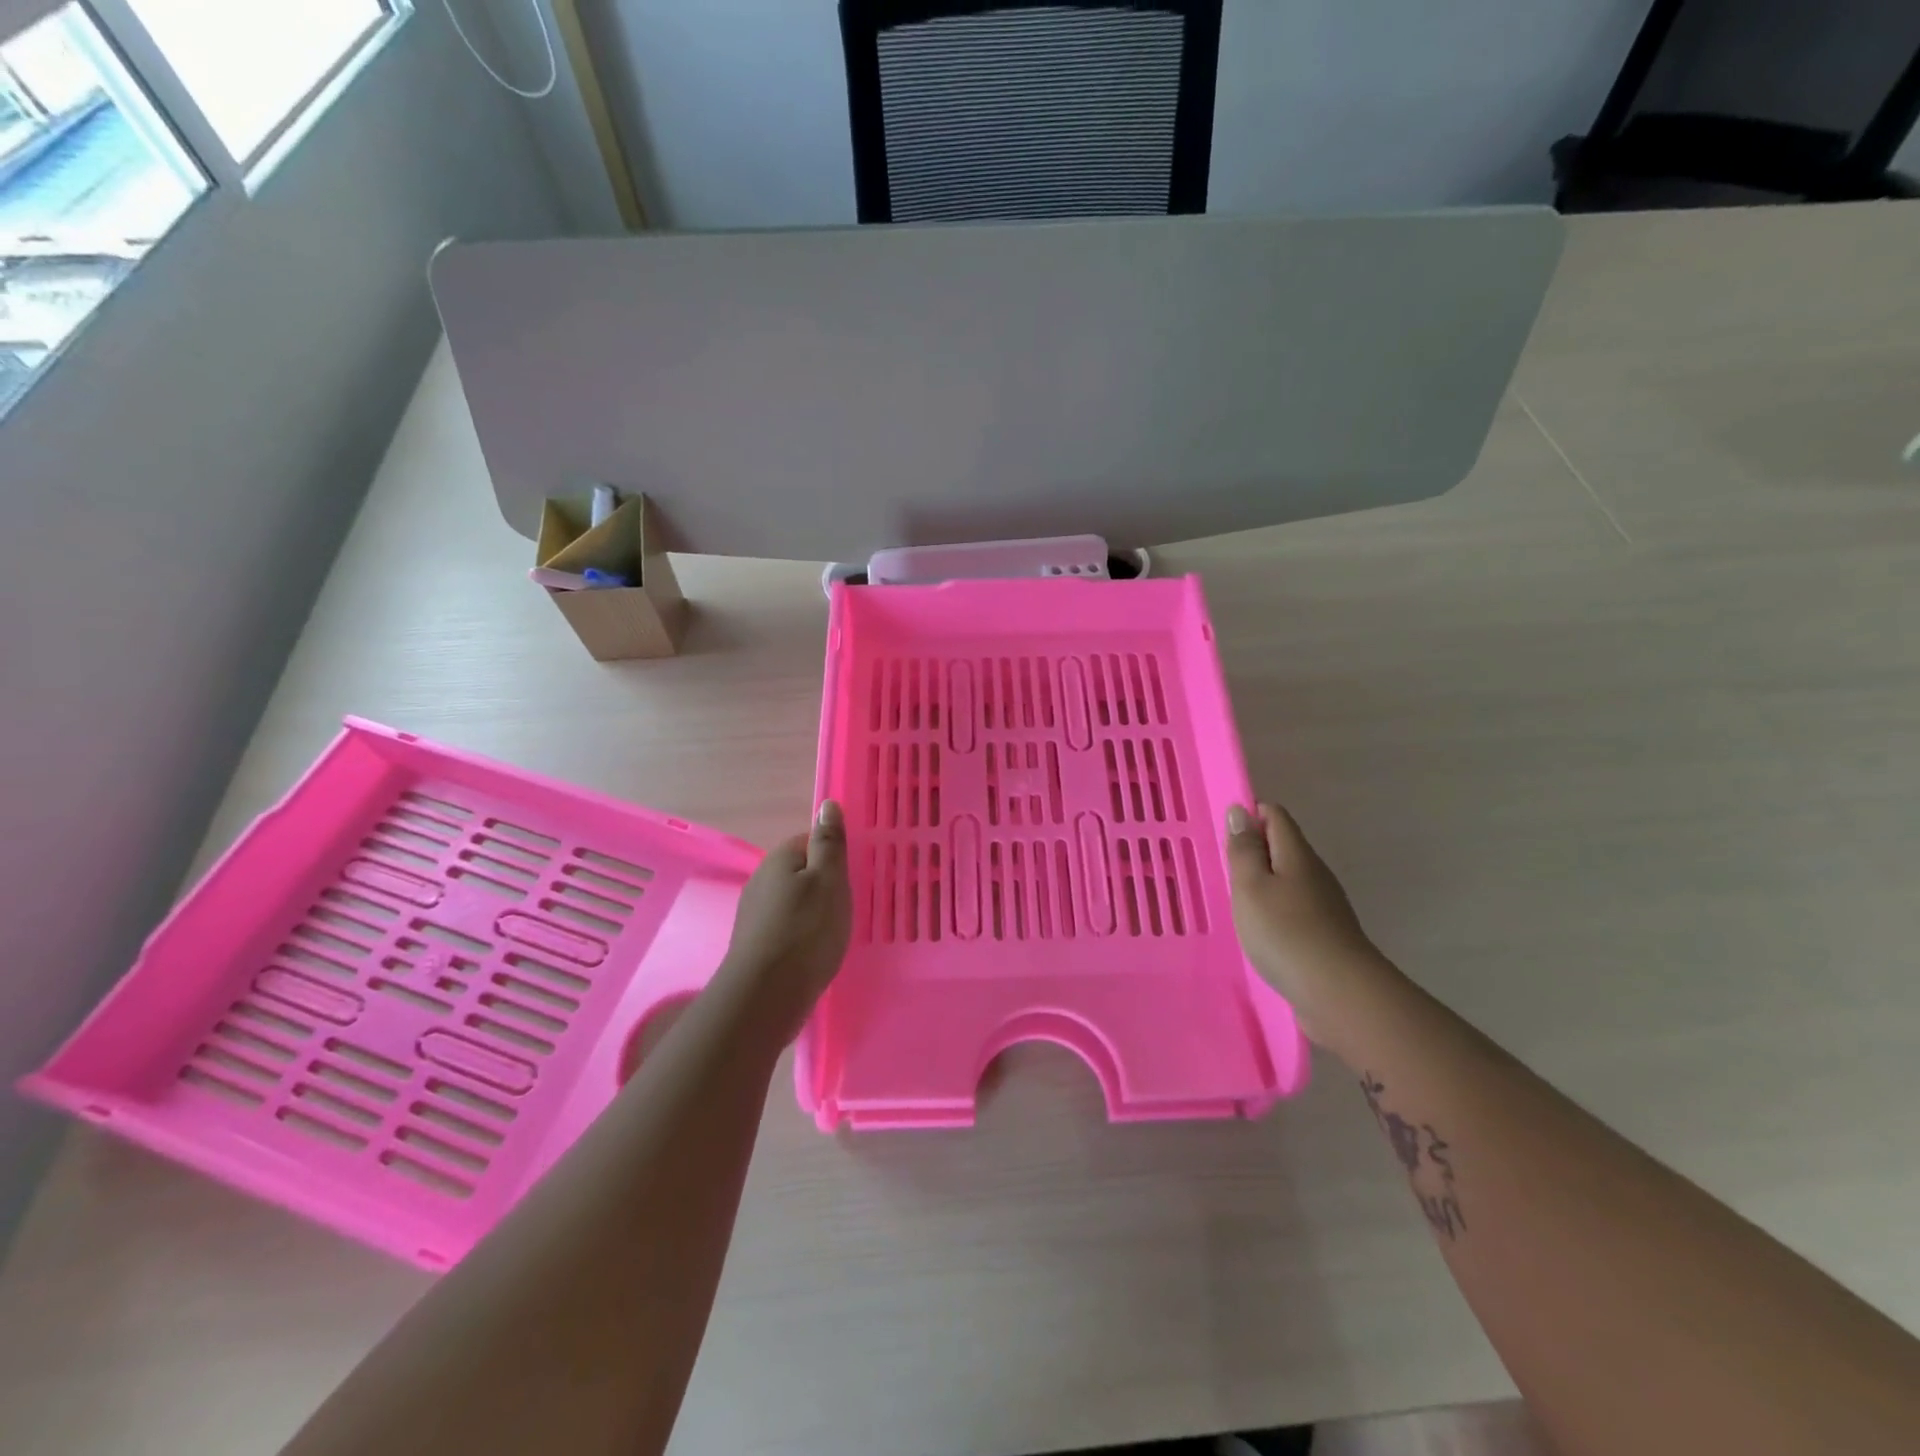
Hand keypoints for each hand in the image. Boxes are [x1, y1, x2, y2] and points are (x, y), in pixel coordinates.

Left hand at [716, 800, 852, 1040]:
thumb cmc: (806, 931)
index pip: (808, 842)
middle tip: (850, 903)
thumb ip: (829, 843)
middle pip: (799, 873)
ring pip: (792, 903)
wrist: (766, 996)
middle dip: (823, 885)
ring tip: (837, 931)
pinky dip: (802, 936)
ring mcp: (755, 916)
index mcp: (779, 859)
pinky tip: (816, 953)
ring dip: (813, 912)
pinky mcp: (756, 947)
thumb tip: (827, 803)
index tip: (853, 874)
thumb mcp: (829, 880)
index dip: (832, 855)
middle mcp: (761, 882)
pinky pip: (786, 930)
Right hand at [1226, 800, 1383, 1043]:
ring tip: (1236, 902)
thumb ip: (1244, 849)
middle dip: (1253, 851)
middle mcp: (1315, 873)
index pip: (1275, 815)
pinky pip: (1294, 907)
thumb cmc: (1284, 932)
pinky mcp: (1326, 934)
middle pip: (1283, 846)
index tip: (1224, 837)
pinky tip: (1260, 930)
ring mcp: (1325, 904)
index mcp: (1296, 854)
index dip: (1249, 816)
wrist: (1339, 994)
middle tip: (1224, 871)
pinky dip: (1274, 910)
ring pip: (1289, 878)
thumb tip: (1240, 810)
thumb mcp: (1251, 886)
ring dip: (1263, 883)